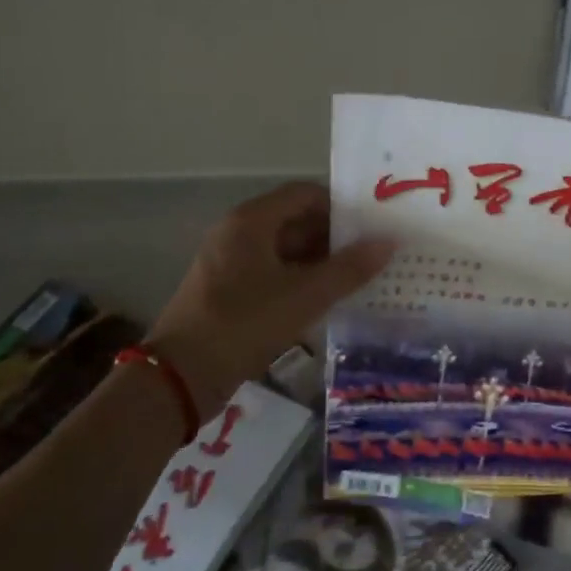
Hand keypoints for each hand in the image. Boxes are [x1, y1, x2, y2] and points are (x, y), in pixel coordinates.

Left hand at [148, 182, 392, 418]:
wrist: (182, 376)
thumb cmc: (245, 323)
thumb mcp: (305, 296)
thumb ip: (349, 269)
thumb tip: (388, 243)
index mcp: (251, 220)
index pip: (305, 194)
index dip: (340, 207)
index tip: (372, 226)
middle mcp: (237, 232)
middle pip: (295, 221)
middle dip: (334, 238)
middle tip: (372, 256)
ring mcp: (229, 262)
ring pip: (284, 250)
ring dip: (319, 262)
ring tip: (357, 280)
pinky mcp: (227, 290)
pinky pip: (271, 273)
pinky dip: (299, 281)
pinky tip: (325, 302)